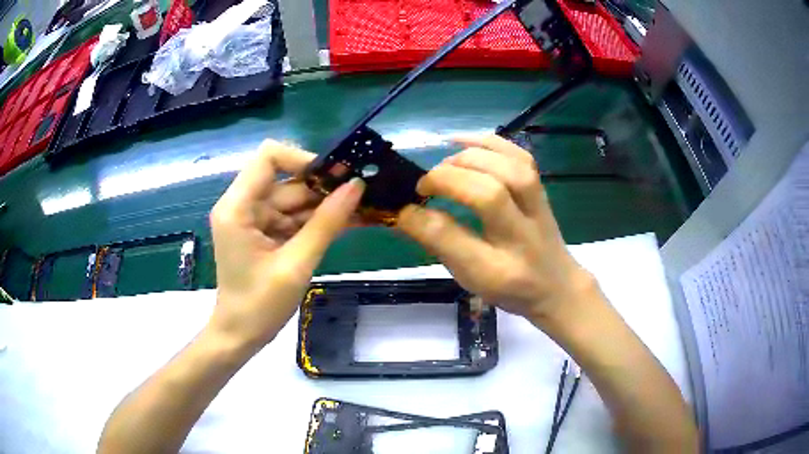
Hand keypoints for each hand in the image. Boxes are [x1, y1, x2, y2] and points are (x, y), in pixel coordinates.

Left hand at [208, 140, 364, 347]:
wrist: (241, 336)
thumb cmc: (260, 306)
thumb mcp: (296, 264)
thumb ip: (326, 223)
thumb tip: (357, 186)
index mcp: (237, 207)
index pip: (269, 157)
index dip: (303, 159)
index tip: (335, 178)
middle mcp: (242, 205)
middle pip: (287, 181)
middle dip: (323, 189)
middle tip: (363, 196)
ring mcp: (253, 219)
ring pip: (294, 200)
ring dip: (325, 207)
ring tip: (363, 211)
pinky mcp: (263, 233)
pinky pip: (292, 218)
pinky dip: (316, 222)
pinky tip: (346, 223)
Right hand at [396, 135, 596, 325]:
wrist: (556, 285)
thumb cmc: (509, 287)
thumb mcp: (470, 277)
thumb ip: (441, 245)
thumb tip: (405, 213)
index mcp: (499, 269)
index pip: (456, 239)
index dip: (423, 220)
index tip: (402, 210)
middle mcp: (522, 234)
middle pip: (489, 194)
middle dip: (448, 180)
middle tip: (424, 187)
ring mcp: (537, 207)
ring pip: (509, 170)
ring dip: (469, 159)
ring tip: (443, 166)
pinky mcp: (541, 188)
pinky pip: (520, 155)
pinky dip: (490, 142)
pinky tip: (463, 142)